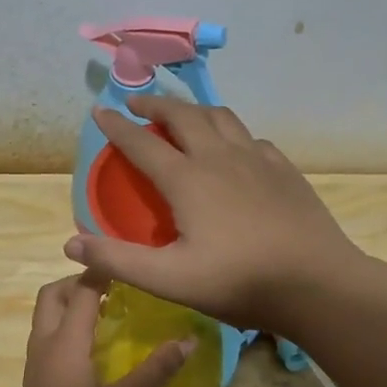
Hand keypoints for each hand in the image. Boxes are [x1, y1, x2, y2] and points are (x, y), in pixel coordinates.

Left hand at [0, 275, 191, 386]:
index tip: (132, 259)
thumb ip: (156, 371)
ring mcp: (36, 366)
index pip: (80, 290)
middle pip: (51, 295)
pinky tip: (99, 348)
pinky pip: (50, 339)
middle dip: (79, 282)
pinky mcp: (38, 384)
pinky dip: (70, 328)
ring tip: (113, 311)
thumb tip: (190, 338)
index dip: (103, 270)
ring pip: (47, 318)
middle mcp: (44, 346)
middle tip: (118, 286)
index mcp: (63, 344)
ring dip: (72, 304)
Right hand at [64, 97, 377, 336]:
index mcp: (187, 179)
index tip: (100, 109)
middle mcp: (220, 157)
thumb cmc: (238, 281)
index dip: (117, 126)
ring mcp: (257, 159)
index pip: (142, 143)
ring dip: (195, 111)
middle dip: (156, 105)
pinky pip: (251, 138)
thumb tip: (70, 242)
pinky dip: (232, 134)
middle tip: (139, 105)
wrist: (315, 282)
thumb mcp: (169, 279)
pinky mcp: (284, 169)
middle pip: (183, 115)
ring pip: (221, 117)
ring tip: (184, 116)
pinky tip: (235, 150)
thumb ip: (118, 259)